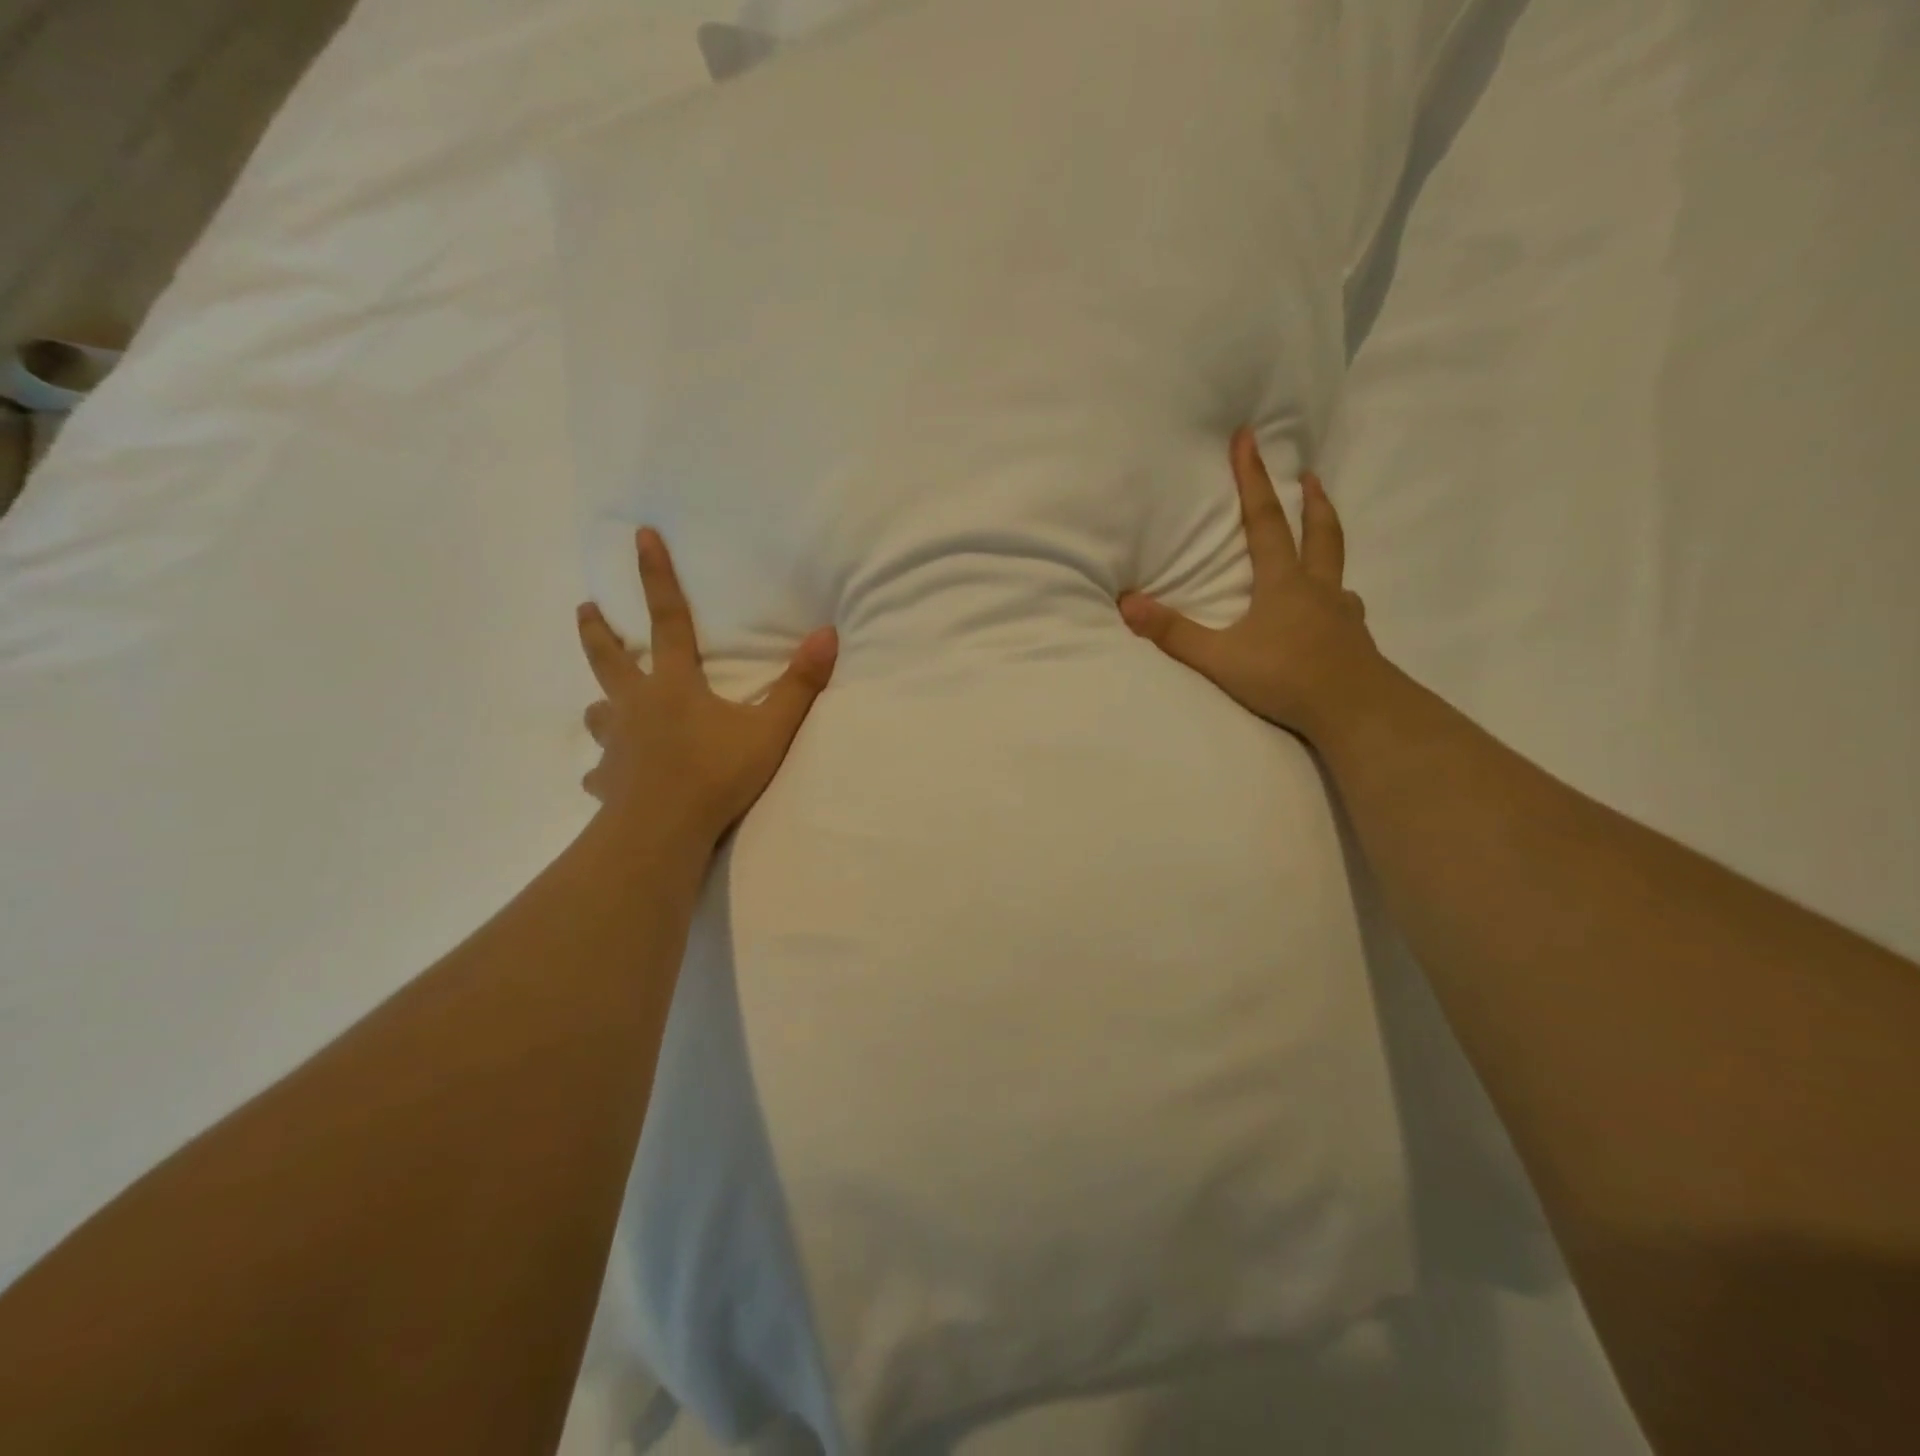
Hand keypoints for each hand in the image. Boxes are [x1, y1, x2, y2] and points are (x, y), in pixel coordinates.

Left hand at [578, 528, 838, 850]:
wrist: (662, 832)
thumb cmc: (716, 775)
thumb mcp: (770, 730)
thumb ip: (799, 685)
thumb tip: (828, 634)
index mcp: (674, 685)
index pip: (667, 619)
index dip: (656, 575)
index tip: (639, 535)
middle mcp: (636, 706)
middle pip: (608, 659)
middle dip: (597, 631)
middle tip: (584, 609)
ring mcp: (616, 745)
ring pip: (599, 713)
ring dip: (602, 703)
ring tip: (605, 705)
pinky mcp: (607, 782)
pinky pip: (600, 773)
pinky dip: (605, 771)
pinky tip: (608, 781)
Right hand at [1119, 428, 1380, 744]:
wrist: (1355, 711)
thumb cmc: (1286, 677)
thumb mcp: (1219, 658)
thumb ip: (1173, 633)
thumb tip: (1126, 603)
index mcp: (1283, 583)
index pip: (1264, 520)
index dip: (1253, 478)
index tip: (1248, 438)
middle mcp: (1317, 588)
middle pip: (1319, 532)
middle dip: (1311, 500)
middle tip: (1309, 475)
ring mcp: (1341, 612)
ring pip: (1336, 567)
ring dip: (1328, 542)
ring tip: (1322, 537)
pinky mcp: (1354, 639)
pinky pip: (1344, 605)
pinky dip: (1336, 595)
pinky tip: (1334, 608)